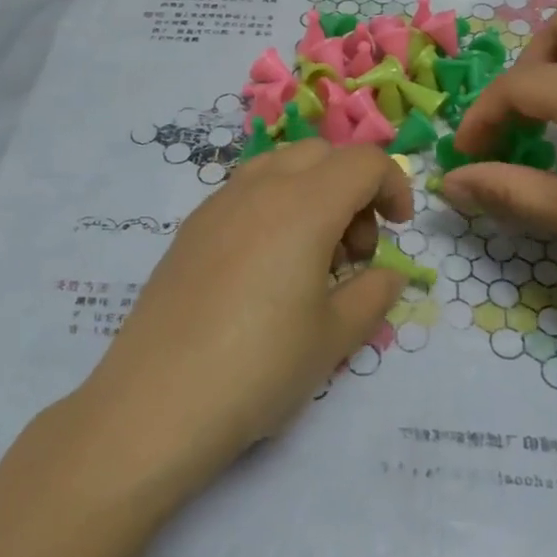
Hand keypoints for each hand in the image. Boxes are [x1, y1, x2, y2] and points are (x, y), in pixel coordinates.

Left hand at [75, 141, 413, 496]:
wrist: (157, 402)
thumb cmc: (260, 367)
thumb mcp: (333, 337)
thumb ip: (372, 296)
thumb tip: (388, 275)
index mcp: (304, 205)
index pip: (363, 162)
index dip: (394, 186)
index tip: (399, 230)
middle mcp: (259, 189)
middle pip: (321, 155)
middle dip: (352, 188)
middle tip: (355, 251)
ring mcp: (217, 205)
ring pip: (279, 167)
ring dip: (311, 193)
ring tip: (312, 259)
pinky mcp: (189, 230)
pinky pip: (244, 194)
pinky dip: (273, 208)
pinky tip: (266, 270)